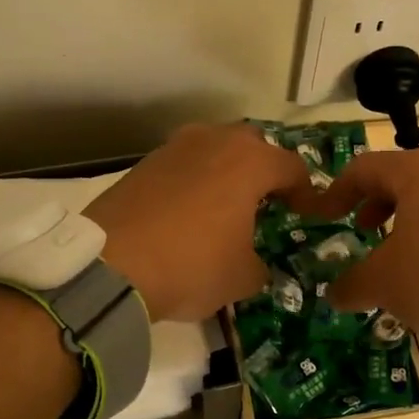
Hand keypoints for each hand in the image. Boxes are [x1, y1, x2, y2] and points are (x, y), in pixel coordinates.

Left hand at [85, 123, 316, 321]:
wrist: (111, 266)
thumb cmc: (192, 265)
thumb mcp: (241, 277)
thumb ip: (260, 265)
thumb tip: (255, 264)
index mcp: (250, 162)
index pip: (292, 167)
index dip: (306, 192)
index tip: (307, 214)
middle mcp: (214, 141)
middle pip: (252, 145)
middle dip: (264, 169)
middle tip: (266, 201)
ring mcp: (175, 147)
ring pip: (214, 148)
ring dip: (226, 170)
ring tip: (225, 205)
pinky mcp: (144, 162)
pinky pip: (184, 163)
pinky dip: (194, 180)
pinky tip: (189, 211)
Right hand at [298, 149, 418, 349]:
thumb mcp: (385, 284)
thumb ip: (353, 285)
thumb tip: (333, 294)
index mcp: (417, 173)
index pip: (364, 168)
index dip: (337, 191)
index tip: (323, 217)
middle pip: (402, 179)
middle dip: (376, 204)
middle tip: (363, 231)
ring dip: (409, 224)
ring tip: (402, 258)